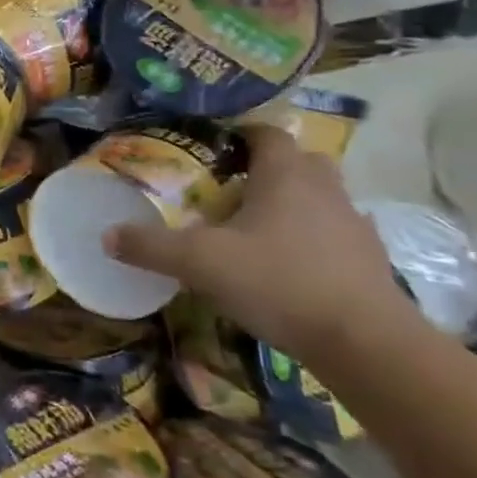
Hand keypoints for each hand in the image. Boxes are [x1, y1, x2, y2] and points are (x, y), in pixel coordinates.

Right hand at [103, 125, 405, 358]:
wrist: (365, 343)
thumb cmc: (278, 281)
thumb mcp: (198, 262)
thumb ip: (149, 246)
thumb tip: (107, 236)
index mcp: (286, 176)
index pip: (267, 134)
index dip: (240, 134)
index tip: (211, 147)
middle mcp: (325, 191)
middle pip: (299, 163)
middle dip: (267, 169)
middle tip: (228, 187)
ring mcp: (354, 227)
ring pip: (319, 199)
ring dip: (291, 205)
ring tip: (252, 228)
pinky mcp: (369, 262)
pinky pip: (334, 236)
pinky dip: (310, 241)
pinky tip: (283, 264)